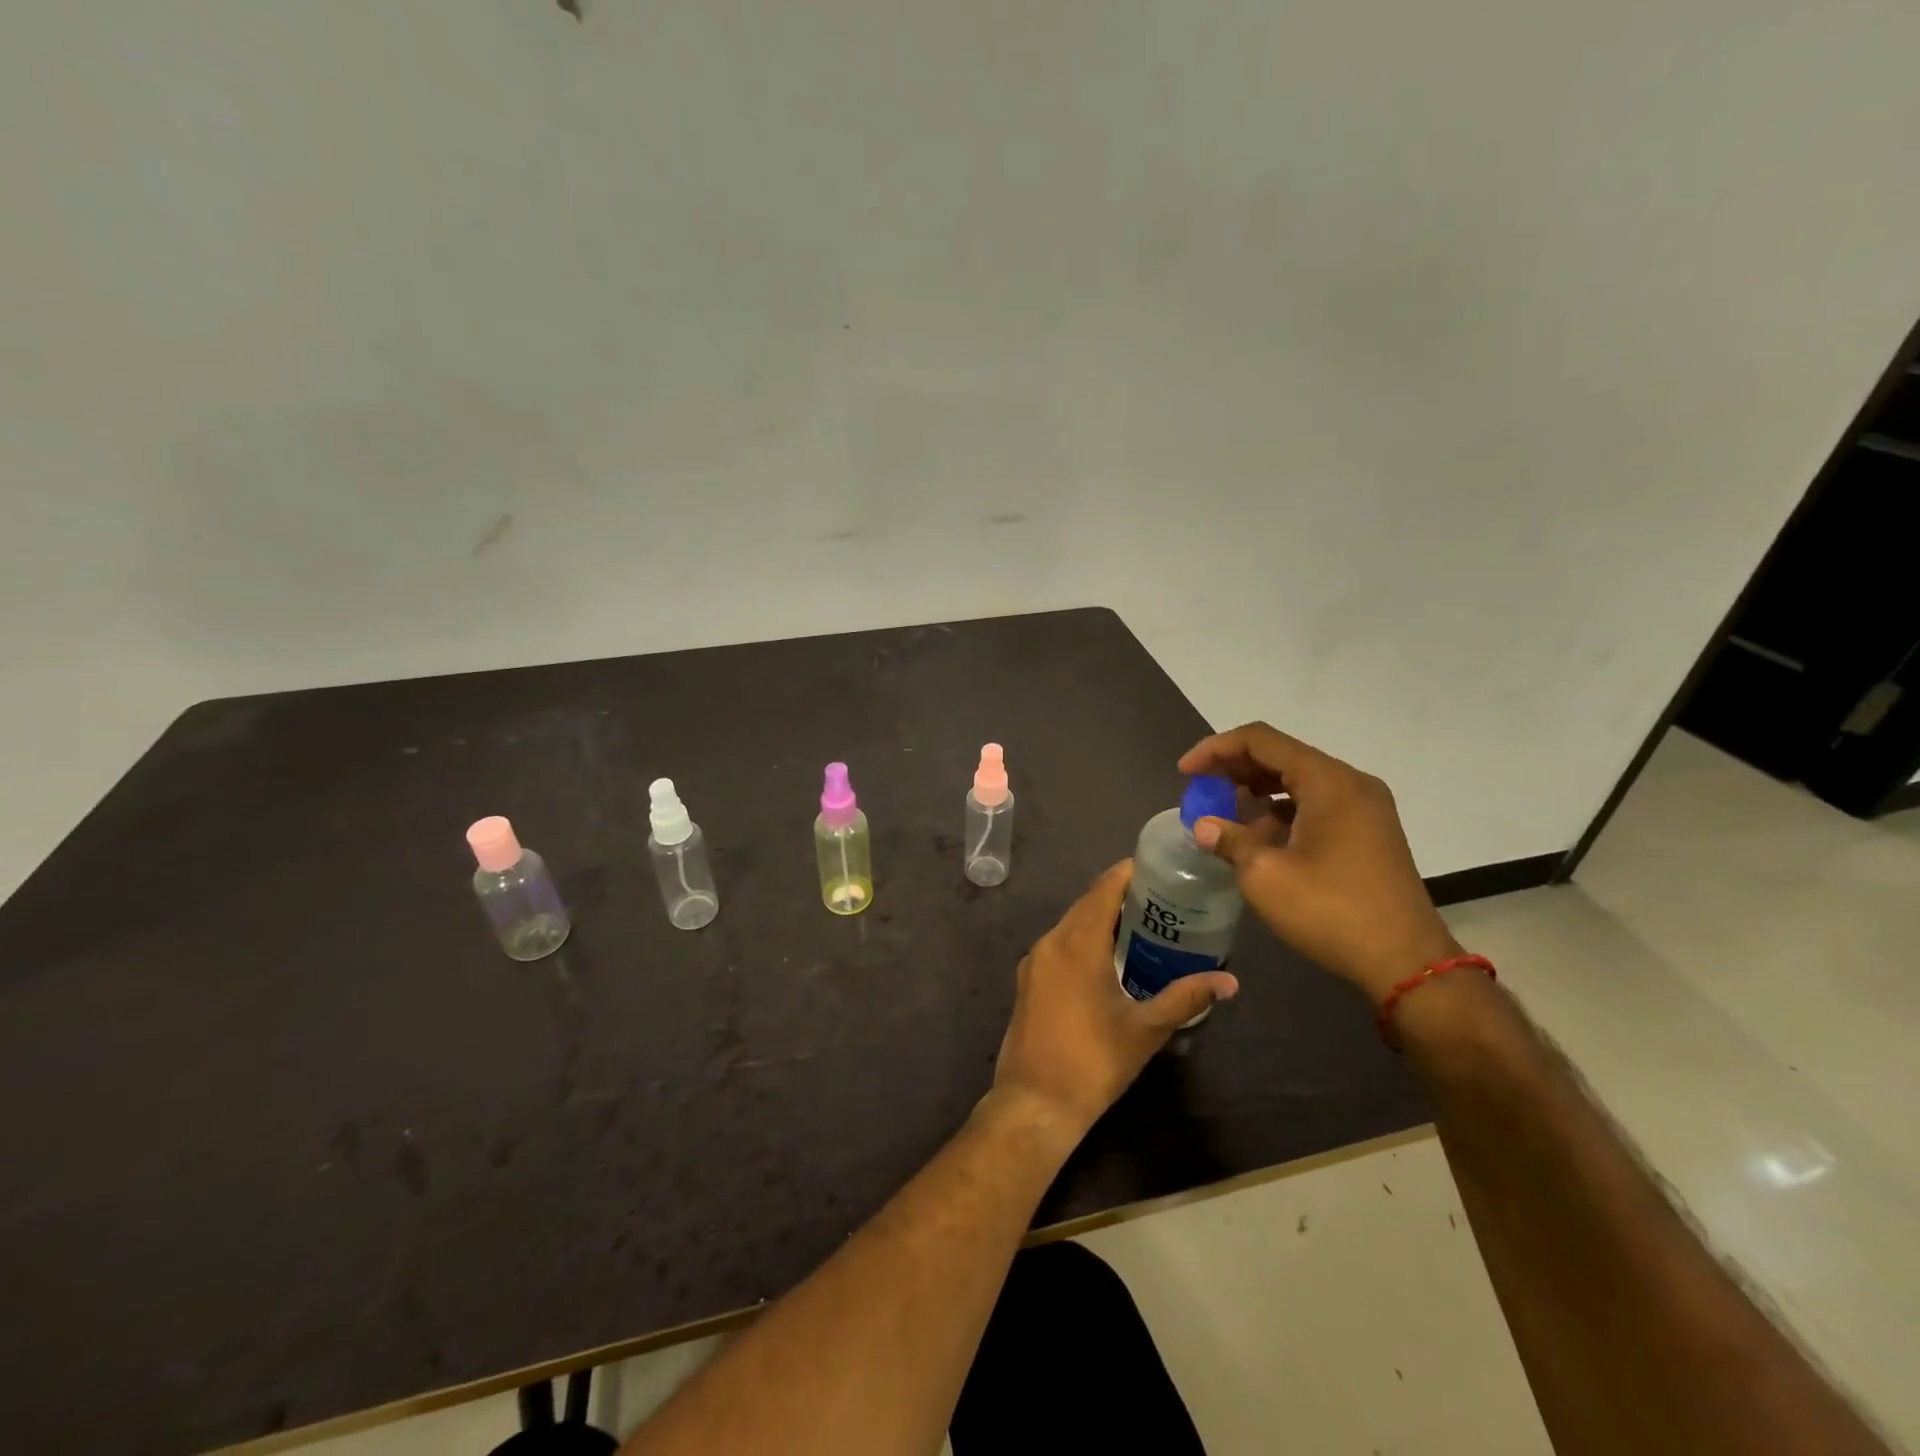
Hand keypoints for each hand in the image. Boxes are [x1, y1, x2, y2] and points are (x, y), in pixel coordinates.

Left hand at [992, 861, 1238, 1139]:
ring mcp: (1035, 961)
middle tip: (1162, 899)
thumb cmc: (1093, 1062)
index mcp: (1077, 943)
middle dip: (1121, 896)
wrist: (1035, 1102)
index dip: (1129, 873)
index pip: (1104, 889)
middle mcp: (1051, 942)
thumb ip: (1186, 998)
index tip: (1160, 869)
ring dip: (1101, 918)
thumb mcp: (1145, 1029)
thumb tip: (1229, 982)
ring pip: (1071, 924)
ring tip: (1142, 925)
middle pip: (1087, 903)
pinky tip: (1109, 957)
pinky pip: (1060, 944)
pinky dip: (1084, 939)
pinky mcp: (1028, 979)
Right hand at [1179, 723, 1459, 1003]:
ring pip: (1299, 779)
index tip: (1185, 773)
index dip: (1215, 749)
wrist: (1406, 962)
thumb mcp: (1265, 876)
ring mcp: (1365, 807)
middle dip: (1234, 768)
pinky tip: (1259, 835)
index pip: (1260, 740)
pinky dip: (1282, 809)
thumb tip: (1204, 827)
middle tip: (1200, 790)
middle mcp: (1350, 783)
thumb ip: (1229, 840)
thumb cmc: (1331, 912)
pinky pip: (1316, 802)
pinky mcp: (1369, 831)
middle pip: (1281, 755)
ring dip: (1257, 789)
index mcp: (1328, 781)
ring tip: (1224, 813)